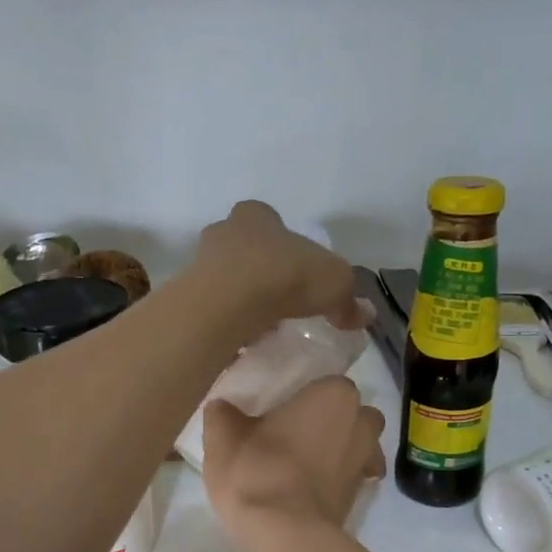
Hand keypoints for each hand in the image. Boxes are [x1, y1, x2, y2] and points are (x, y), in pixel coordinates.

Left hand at [194, 201, 368, 334]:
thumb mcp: (335, 283)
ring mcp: (199, 262)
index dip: (284, 243)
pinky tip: (242, 336)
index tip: (296, 269)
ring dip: (240, 296)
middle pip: (243, 248)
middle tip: (280, 298)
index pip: (269, 220)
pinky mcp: (187, 296)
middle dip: (259, 269)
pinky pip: (212, 306)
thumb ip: (348, 300)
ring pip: (224, 277)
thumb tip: (364, 315)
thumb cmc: (285, 275)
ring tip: (262, 323)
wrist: (229, 302)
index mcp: (257, 215)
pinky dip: (226, 319)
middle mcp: (223, 231)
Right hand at [203, 377, 387, 536]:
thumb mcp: (223, 435)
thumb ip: (224, 413)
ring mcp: (366, 460)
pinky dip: (335, 479)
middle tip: (295, 433)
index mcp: (334, 394)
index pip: (326, 382)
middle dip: (332, 420)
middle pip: (351, 413)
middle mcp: (361, 422)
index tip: (280, 410)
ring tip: (302, 462)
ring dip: (338, 449)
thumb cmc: (257, 470)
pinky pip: (351, 476)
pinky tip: (307, 489)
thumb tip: (223, 408)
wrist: (284, 535)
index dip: (304, 396)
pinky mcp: (362, 495)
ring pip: (357, 445)